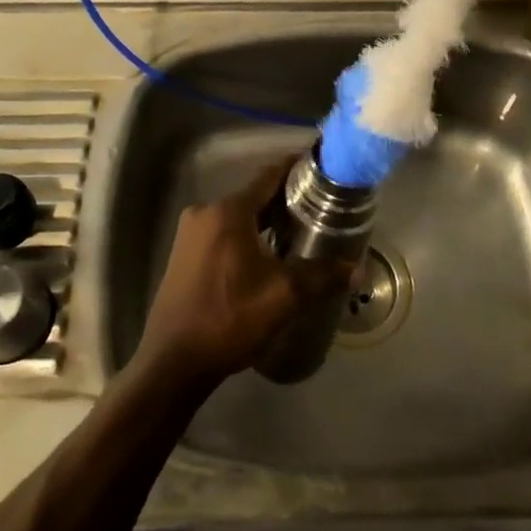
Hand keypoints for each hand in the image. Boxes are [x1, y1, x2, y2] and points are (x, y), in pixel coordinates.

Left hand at [133, 161, 350, 395]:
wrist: (173, 361)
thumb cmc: (229, 319)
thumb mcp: (283, 296)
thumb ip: (321, 276)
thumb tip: (356, 269)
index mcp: (228, 211)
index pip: (268, 176)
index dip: (295, 169)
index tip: (321, 169)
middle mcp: (205, 211)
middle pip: (253, 196)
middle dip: (284, 201)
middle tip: (319, 209)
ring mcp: (189, 233)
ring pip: (236, 215)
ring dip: (264, 221)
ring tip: (298, 232)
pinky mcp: (182, 253)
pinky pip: (221, 232)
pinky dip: (245, 235)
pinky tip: (265, 254)